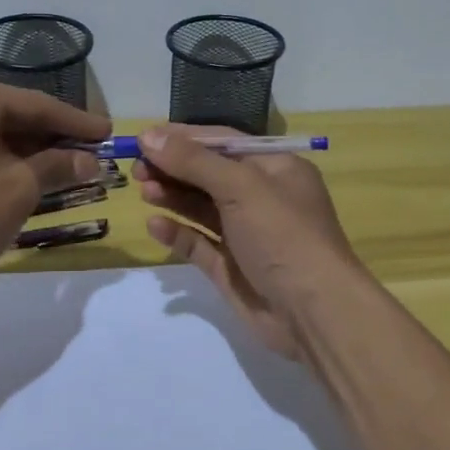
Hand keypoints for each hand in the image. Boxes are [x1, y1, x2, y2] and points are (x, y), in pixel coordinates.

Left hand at [0, 76, 109, 291]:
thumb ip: (59, 166)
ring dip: (31, 153)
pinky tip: (32, 177)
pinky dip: (4, 163)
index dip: (76, 122)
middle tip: (92, 151)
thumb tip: (90, 162)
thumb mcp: (21, 187)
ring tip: (70, 167)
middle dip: (53, 138)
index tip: (108, 132)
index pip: (34, 105)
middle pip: (12, 117)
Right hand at [133, 126, 359, 360]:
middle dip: (174, 168)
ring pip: (201, 208)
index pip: (224, 142)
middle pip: (209, 174)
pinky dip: (177, 232)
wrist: (313, 312)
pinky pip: (198, 243)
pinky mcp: (231, 267)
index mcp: (275, 169)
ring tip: (143, 190)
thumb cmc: (283, 235)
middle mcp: (261, 197)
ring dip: (172, 196)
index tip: (145, 139)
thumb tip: (149, 137)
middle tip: (136, 168)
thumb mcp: (242, 187)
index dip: (184, 138)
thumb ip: (194, 161)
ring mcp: (245, 234)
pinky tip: (155, 225)